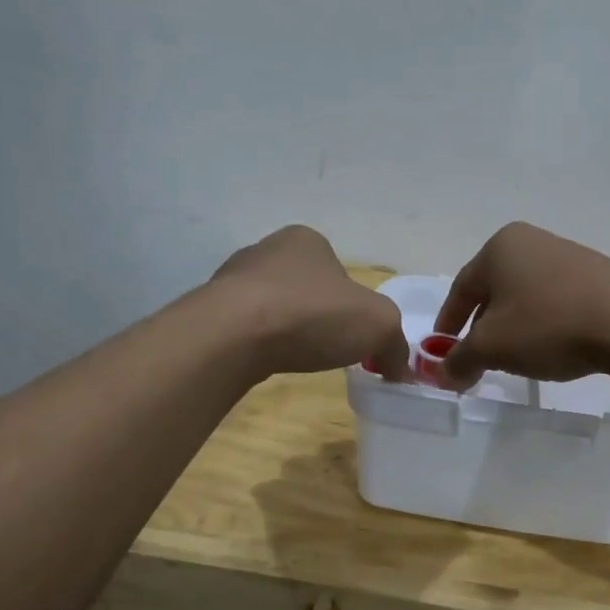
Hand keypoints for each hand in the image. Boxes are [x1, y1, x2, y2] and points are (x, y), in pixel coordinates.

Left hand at [211, 226, 410, 379]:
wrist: (233, 334)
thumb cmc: (312, 314)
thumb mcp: (378, 325)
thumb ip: (395, 343)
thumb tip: (399, 368)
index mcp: (307, 241)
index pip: (339, 271)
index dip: (353, 304)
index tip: (356, 335)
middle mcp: (267, 250)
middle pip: (305, 287)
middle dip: (318, 315)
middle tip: (329, 347)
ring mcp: (233, 279)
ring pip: (273, 306)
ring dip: (287, 329)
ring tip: (296, 357)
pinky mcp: (211, 310)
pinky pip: (246, 328)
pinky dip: (260, 343)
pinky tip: (266, 360)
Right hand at [432, 223, 609, 389]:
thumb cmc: (547, 326)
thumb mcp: (492, 348)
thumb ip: (459, 360)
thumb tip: (442, 374)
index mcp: (500, 247)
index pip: (460, 289)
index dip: (447, 324)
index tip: (442, 352)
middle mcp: (531, 241)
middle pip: (493, 291)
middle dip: (481, 328)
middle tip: (477, 359)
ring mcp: (567, 255)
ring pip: (524, 297)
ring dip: (513, 328)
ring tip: (515, 358)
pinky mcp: (596, 275)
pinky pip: (554, 301)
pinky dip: (542, 324)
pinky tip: (550, 347)